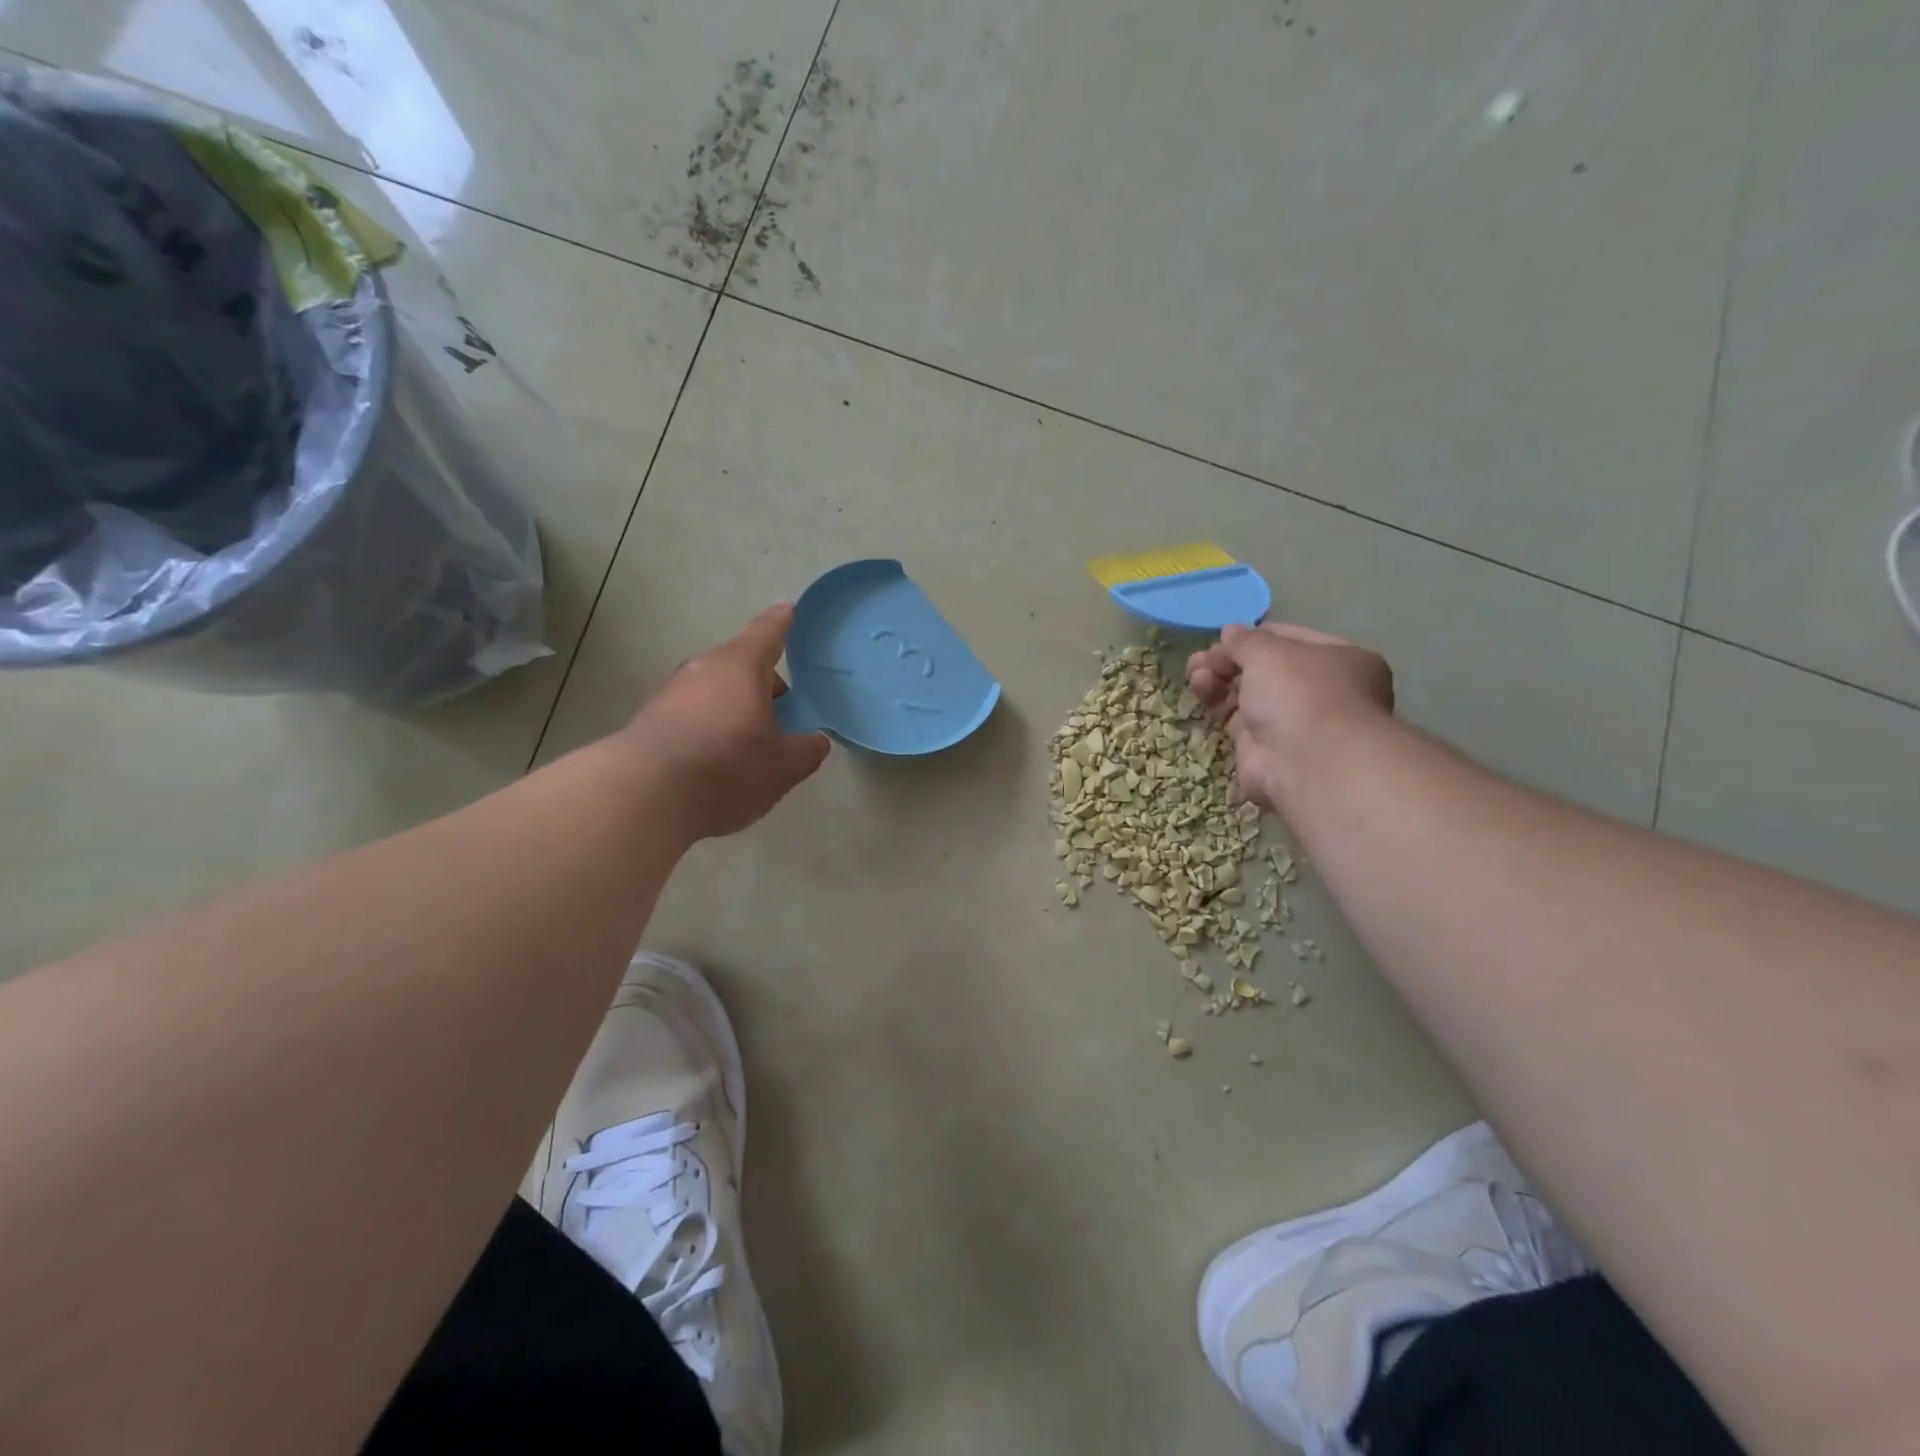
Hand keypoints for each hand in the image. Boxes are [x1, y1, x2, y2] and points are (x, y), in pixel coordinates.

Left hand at [618, 605, 830, 840]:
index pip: (767, 633)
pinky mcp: (650, 720)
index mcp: (741, 667)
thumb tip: (815, 741)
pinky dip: (710, 726)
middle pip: (739, 665)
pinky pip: (692, 713)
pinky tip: (718, 759)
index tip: (788, 609)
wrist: (646, 794)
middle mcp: (703, 669)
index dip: (781, 622)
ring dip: (734, 707)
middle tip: (781, 709)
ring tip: (751, 741)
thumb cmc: (728, 767)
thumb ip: (806, 750)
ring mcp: (671, 693)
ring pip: (714, 690)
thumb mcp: (783, 766)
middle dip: (761, 682)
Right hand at [1187, 623, 1393, 813]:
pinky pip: (1236, 718)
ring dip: (1218, 679)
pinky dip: (1217, 703)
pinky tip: (1200, 690)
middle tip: (1200, 658)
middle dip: (1229, 660)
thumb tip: (1230, 633)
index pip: (1290, 639)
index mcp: (1338, 660)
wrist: (1305, 763)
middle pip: (1264, 668)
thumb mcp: (1269, 651)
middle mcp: (1319, 690)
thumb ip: (1245, 640)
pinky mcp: (1263, 746)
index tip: (1223, 637)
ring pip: (1247, 693)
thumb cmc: (1299, 692)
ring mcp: (1291, 720)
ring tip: (1195, 673)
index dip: (1254, 637)